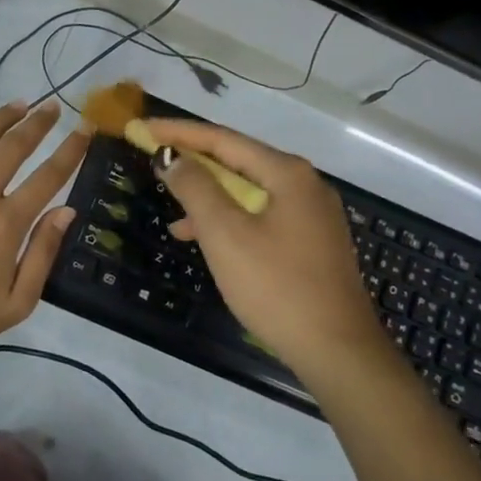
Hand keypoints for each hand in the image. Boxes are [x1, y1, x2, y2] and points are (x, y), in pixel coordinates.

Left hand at [0, 99, 87, 357]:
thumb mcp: (17, 302)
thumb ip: (44, 253)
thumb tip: (67, 210)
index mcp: (6, 224)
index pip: (48, 176)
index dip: (70, 150)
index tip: (85, 129)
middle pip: (13, 148)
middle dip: (38, 123)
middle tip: (53, 106)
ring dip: (1, 118)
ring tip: (20, 104)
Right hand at [142, 119, 380, 375]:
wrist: (337, 351)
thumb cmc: (276, 286)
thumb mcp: (226, 234)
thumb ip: (195, 188)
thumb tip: (172, 157)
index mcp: (287, 173)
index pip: (223, 139)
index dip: (179, 133)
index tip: (142, 129)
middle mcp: (304, 184)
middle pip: (238, 161)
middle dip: (194, 161)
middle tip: (155, 158)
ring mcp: (311, 214)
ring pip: (249, 192)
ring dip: (209, 196)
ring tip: (172, 210)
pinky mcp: (311, 242)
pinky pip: (261, 216)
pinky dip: (230, 221)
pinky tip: (205, 240)